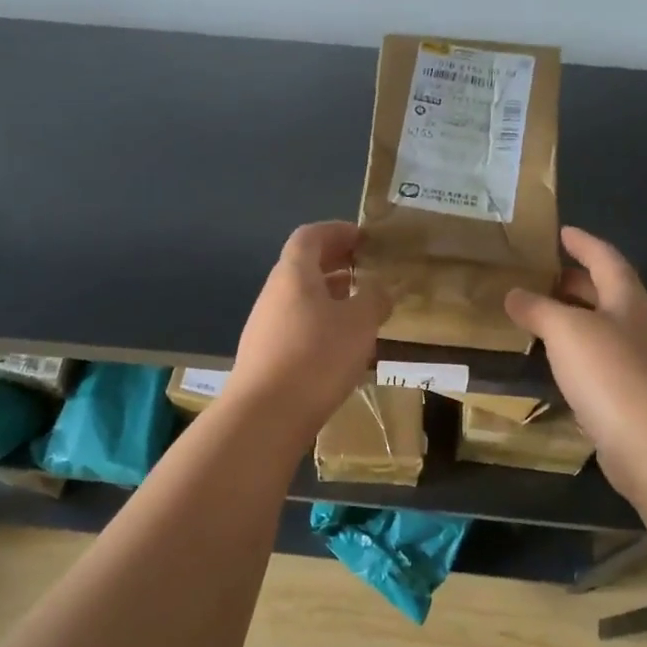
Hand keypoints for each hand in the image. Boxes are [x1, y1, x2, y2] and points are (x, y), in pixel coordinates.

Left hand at [225, 221, 390, 443]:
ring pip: (300, 298)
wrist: (266, 414)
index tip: (363, 238)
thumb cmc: (317, 357)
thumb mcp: (359, 323)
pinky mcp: (265, 355)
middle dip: (335, 263)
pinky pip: (296, 325)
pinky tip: (340, 345)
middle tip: (365, 269)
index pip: (311, 236)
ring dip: (329, 295)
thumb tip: (381, 288)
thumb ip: (374, 299)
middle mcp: (274, 293)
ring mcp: (265, 325)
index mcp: (294, 274)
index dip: (337, 231)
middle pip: (303, 266)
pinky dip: (320, 323)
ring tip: (359, 307)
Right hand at [504, 227, 646, 493]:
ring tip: (540, 316)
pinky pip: (598, 363)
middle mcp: (638, 326)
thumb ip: (538, 309)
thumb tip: (514, 293)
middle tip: (542, 275)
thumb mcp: (566, 331)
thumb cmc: (611, 374)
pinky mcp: (630, 396)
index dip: (584, 243)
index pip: (605, 259)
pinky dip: (575, 354)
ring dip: (574, 318)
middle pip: (606, 293)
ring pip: (602, 329)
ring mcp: (638, 363)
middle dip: (576, 281)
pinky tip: (555, 364)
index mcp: (628, 300)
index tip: (561, 232)